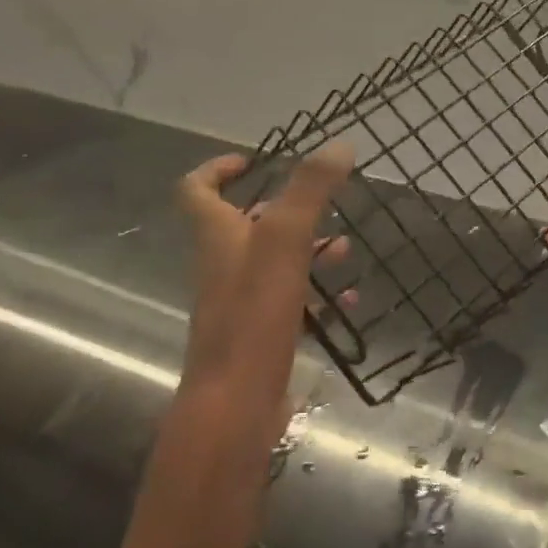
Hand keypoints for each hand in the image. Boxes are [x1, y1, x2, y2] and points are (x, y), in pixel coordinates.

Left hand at [177, 145, 354, 423]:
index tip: (253, 160)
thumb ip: (310, 190)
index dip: (217, 169)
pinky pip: (292, 303)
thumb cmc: (253, 314)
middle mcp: (224, 265)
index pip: (196, 190)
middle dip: (285, 210)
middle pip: (245, 225)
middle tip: (321, 203)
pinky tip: (350, 299)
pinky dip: (319, 295)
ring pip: (274, 264)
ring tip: (345, 248)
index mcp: (217, 237)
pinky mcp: (261, 334)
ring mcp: (241, 302)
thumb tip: (339, 144)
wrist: (235, 403)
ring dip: (308, 250)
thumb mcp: (285, 240)